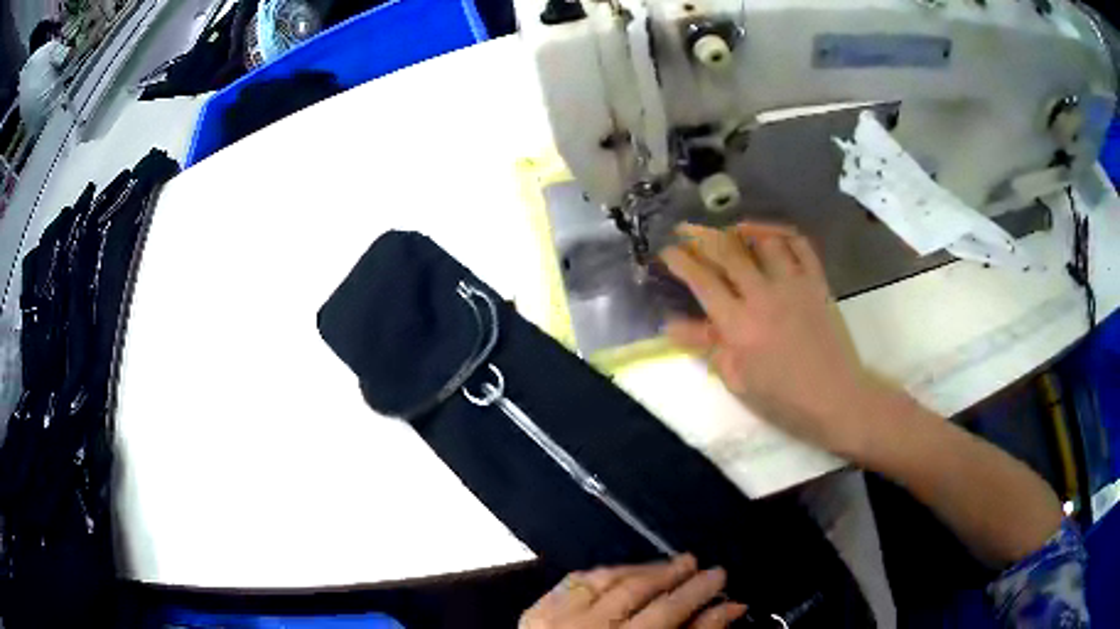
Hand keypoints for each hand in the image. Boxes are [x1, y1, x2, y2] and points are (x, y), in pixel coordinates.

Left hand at [520, 555, 746, 628]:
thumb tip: (730, 608)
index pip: (667, 610)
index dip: (697, 591)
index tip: (719, 574)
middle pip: (635, 591)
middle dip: (670, 573)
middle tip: (694, 562)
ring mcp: (555, 619)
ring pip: (605, 579)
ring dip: (638, 569)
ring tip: (664, 565)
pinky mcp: (535, 614)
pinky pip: (573, 581)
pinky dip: (601, 574)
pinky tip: (620, 572)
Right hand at [660, 223, 885, 457]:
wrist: (835, 399)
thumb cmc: (783, 400)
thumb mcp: (738, 380)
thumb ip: (708, 346)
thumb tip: (673, 324)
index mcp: (739, 325)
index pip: (703, 281)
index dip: (681, 261)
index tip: (667, 251)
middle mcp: (764, 296)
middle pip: (728, 251)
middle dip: (701, 235)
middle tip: (686, 229)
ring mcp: (794, 285)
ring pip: (764, 240)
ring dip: (742, 230)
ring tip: (729, 230)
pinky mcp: (817, 283)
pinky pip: (800, 245)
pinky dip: (783, 234)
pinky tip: (771, 236)